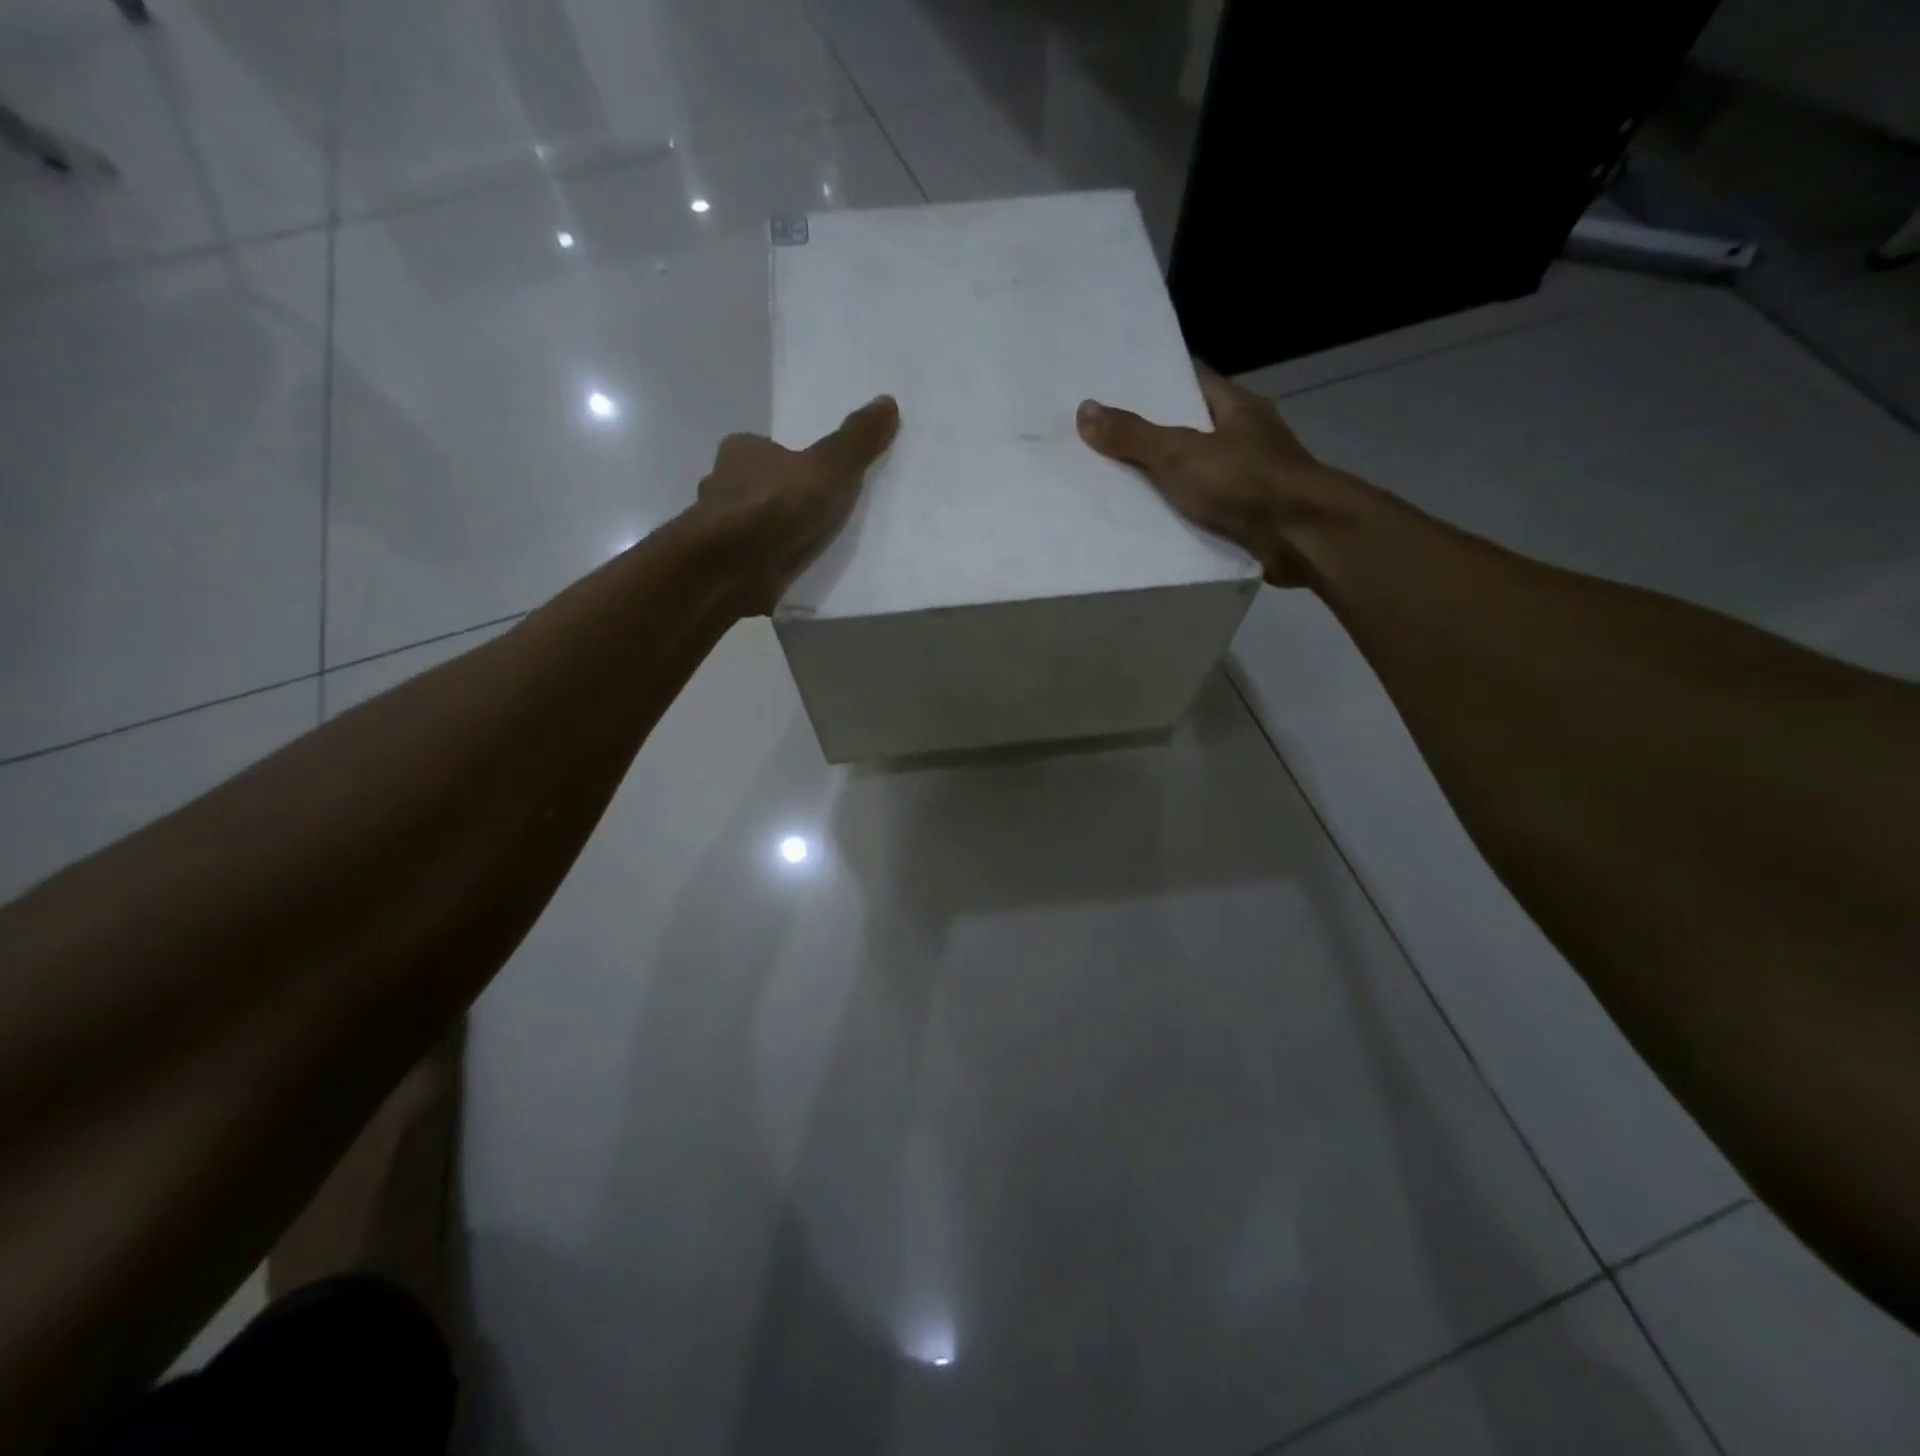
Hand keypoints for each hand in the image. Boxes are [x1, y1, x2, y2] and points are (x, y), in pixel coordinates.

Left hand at [696, 395, 899, 613]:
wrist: (733, 566)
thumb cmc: (777, 505)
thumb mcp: (830, 467)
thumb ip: (857, 441)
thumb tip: (888, 401)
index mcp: (740, 452)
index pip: (763, 449)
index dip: (787, 460)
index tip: (813, 477)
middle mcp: (721, 485)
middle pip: (756, 486)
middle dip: (780, 498)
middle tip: (815, 512)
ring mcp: (718, 529)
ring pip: (749, 525)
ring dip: (772, 534)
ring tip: (807, 546)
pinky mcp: (722, 566)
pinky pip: (750, 559)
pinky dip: (766, 563)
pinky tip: (788, 572)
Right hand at [1076, 366, 1366, 588]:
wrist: (1302, 537)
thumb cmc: (1246, 482)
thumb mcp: (1180, 453)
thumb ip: (1133, 435)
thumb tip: (1085, 409)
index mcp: (1237, 406)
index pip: (1192, 379)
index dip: (1157, 379)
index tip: (1118, 384)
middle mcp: (1247, 436)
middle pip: (1192, 426)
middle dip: (1153, 432)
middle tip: (1104, 437)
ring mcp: (1251, 476)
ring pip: (1198, 469)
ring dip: (1166, 477)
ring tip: (1115, 481)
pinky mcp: (1249, 514)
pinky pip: (1204, 507)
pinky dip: (1180, 512)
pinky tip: (1149, 521)